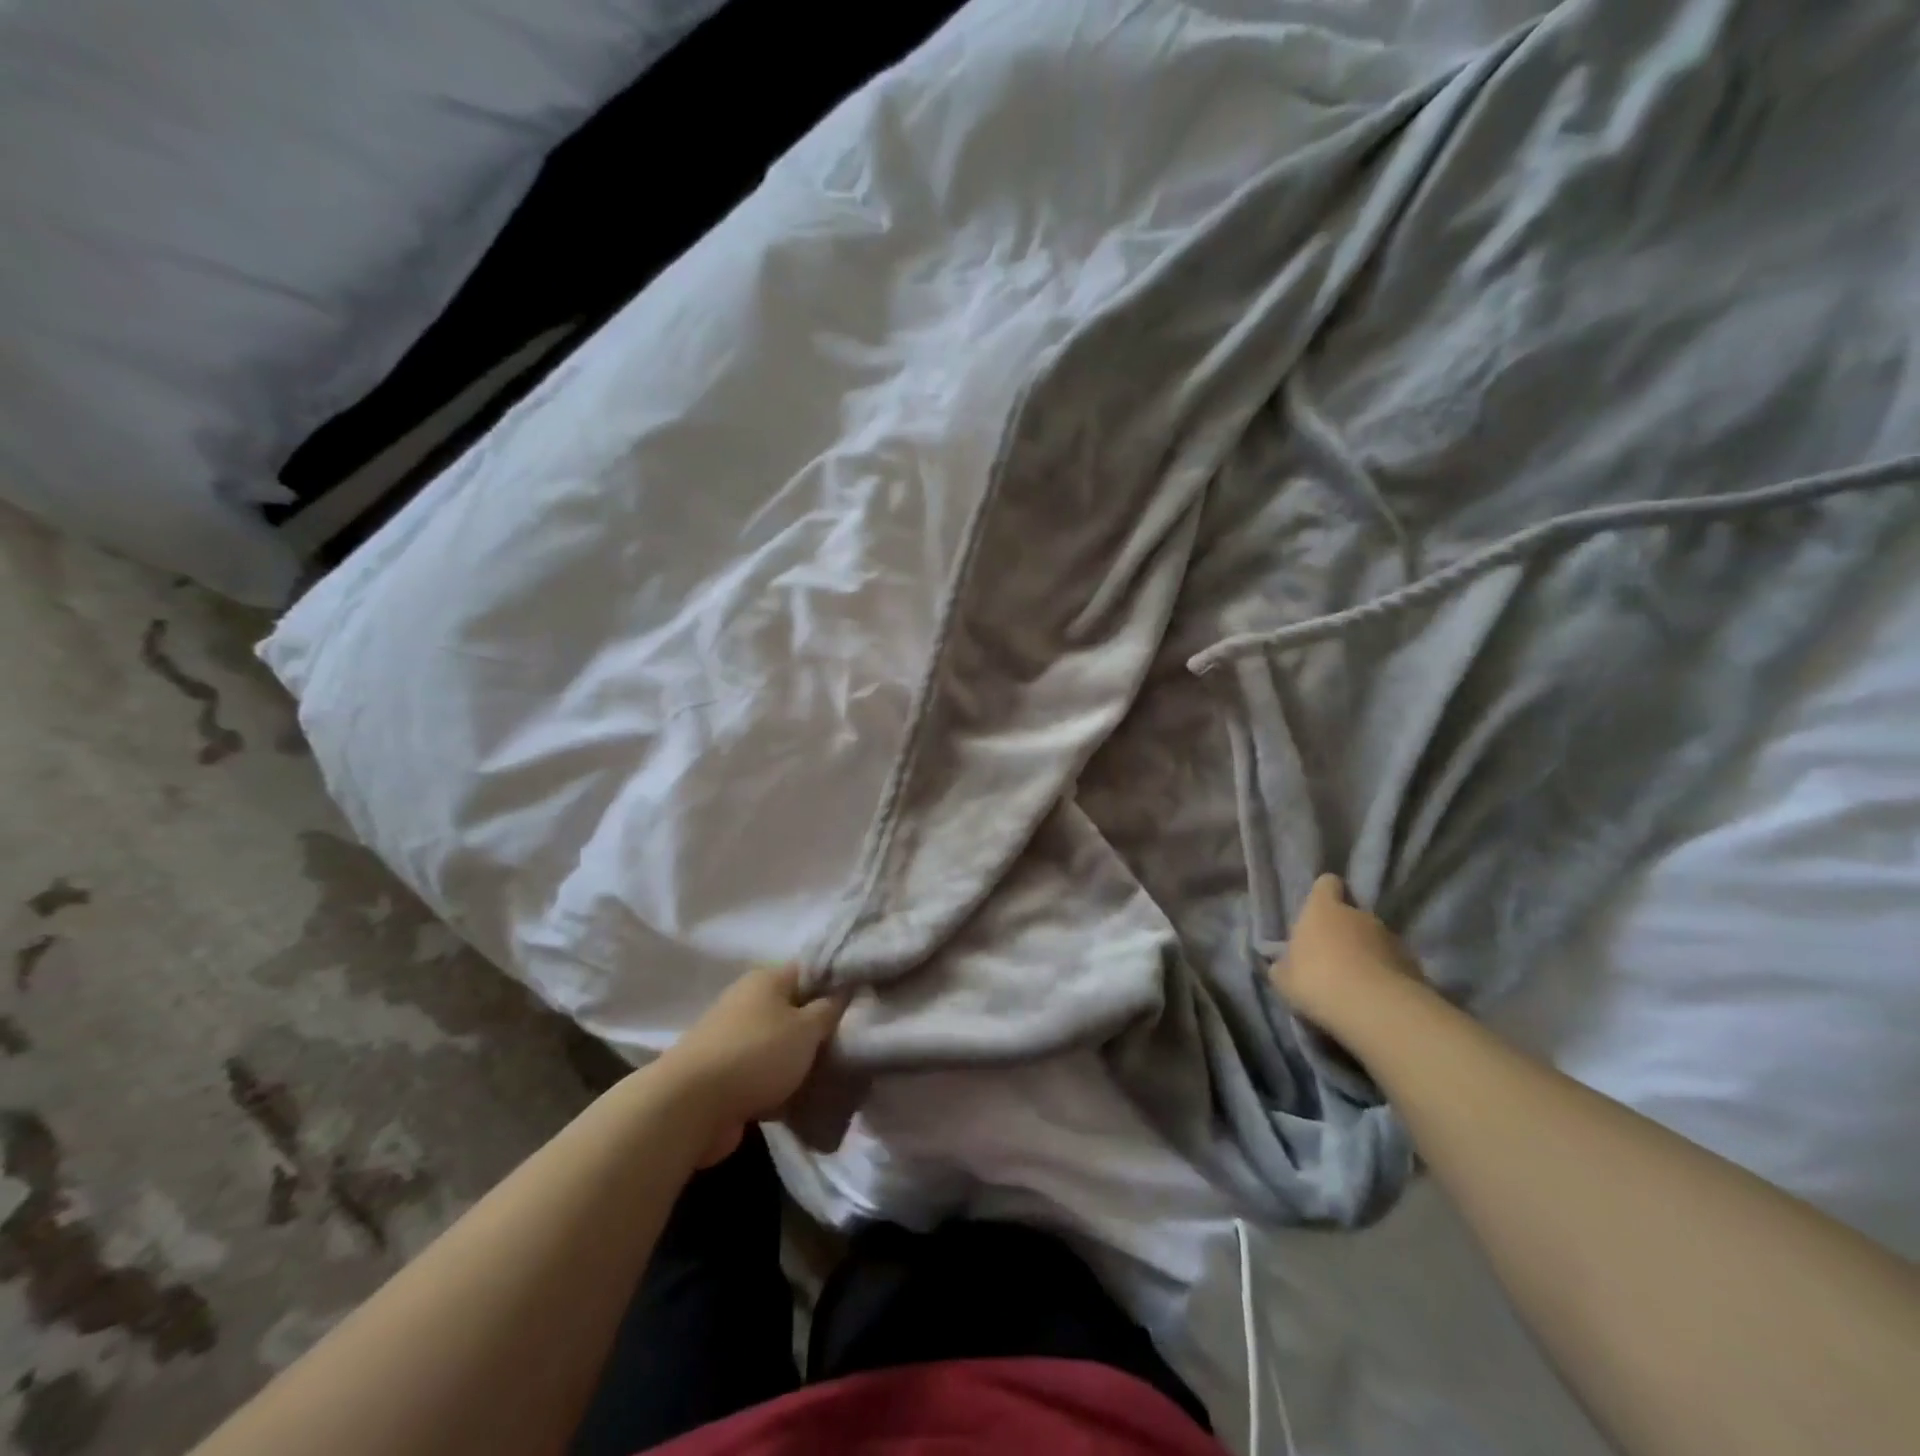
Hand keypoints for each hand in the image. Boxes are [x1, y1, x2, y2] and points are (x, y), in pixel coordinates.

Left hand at [655, 964, 847, 1166]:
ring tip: (830, 1079)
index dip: (836, 984)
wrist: (690, 1107)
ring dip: (800, 1062)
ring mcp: (732, 1038)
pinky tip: (802, 1102)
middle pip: (794, 1010)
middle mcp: (747, 1001)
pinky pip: (763, 1075)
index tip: (861, 1004)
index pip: (810, 971)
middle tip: (849, 1047)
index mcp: (766, 980)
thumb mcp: (806, 1028)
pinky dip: (780, 1087)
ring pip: (779, 1045)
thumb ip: (830, 1009)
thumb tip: (844, 991)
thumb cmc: (756, 1055)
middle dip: (819, 1030)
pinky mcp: (723, 1075)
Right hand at [1269, 874, 1425, 1035]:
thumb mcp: (1283, 978)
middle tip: (1332, 958)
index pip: (1326, 883)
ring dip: (1366, 954)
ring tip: (1356, 982)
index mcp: (1323, 909)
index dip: (1323, 894)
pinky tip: (1376, 998)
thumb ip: (1284, 965)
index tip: (1318, 911)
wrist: (1375, 1009)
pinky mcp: (1413, 964)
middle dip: (1344, 931)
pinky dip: (1386, 975)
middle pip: (1352, 914)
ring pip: (1374, 940)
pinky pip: (1393, 964)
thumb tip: (1285, 964)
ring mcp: (1391, 938)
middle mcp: (1359, 915)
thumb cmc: (1316, 981)